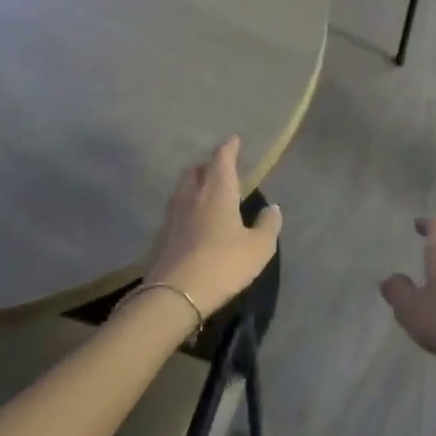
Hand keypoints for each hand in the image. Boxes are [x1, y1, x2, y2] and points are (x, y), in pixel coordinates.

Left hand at [143, 137, 280, 319]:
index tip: (234, 139)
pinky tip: (194, 220)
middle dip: (208, 165)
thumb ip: (268, 225)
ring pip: (183, 189)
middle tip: (220, 167)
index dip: (229, 148)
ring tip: (207, 191)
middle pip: (197, 171)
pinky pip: (176, 210)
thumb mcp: (258, 248)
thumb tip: (273, 208)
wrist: (173, 296)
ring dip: (195, 184)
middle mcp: (192, 196)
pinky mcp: (162, 236)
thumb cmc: (222, 265)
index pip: (222, 159)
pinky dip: (187, 207)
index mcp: (217, 191)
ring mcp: (173, 216)